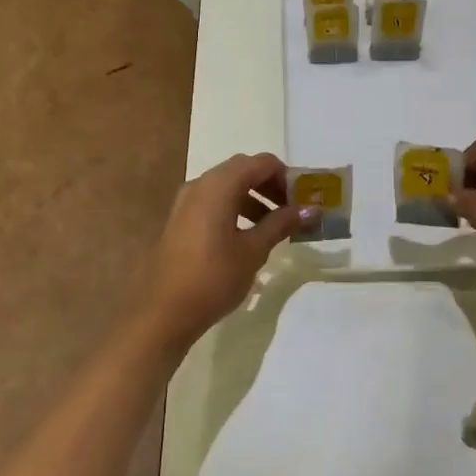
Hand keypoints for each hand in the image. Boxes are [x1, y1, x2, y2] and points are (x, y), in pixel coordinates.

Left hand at [138, 153, 308, 347]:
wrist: (165, 312)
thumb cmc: (214, 277)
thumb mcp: (254, 250)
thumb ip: (281, 224)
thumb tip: (310, 209)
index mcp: (219, 185)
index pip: (261, 163)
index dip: (286, 176)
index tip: (302, 199)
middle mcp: (201, 184)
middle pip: (243, 170)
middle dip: (270, 185)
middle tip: (290, 210)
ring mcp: (186, 201)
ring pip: (227, 185)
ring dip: (253, 197)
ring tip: (273, 225)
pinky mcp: (181, 219)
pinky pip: (213, 200)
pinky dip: (235, 207)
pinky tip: (247, 235)